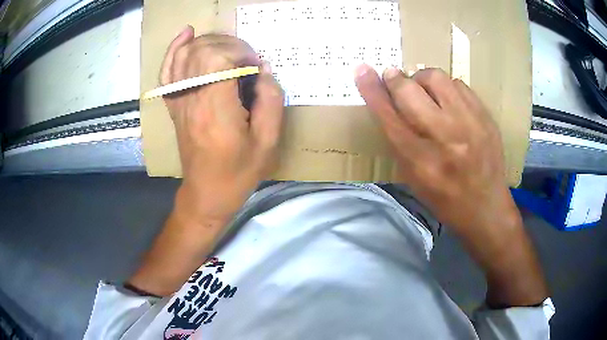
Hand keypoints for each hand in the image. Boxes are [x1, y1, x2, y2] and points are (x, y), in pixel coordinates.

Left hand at [128, 27, 282, 295]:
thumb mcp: (268, 142)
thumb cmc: (238, 172)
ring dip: (207, 41)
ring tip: (227, 45)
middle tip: (245, 58)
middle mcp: (192, 100)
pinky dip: (175, 49)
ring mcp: (178, 101)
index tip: (255, 65)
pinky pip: (167, 70)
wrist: (206, 193)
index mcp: (216, 110)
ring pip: (184, 54)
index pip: (218, 59)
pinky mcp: (174, 104)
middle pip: (201, 51)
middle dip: (228, 44)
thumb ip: (270, 100)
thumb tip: (263, 69)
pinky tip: (186, 35)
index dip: (240, 52)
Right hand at [354, 65, 517, 237]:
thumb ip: (398, 140)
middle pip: (410, 90)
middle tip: (396, 81)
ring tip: (425, 92)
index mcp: (420, 161)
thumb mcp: (413, 177)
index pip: (389, 115)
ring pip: (436, 78)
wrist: (485, 207)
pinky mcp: (485, 116)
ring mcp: (470, 123)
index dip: (372, 89)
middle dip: (396, 80)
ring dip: (423, 80)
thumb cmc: (443, 197)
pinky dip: (447, 88)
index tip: (362, 70)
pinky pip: (459, 84)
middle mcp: (445, 137)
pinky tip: (448, 102)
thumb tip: (387, 101)